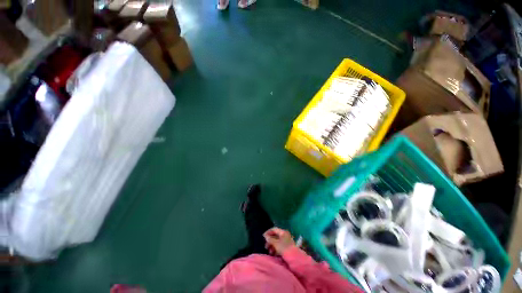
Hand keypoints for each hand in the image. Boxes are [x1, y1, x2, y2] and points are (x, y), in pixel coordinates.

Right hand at [263, 227, 295, 255]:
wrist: (294, 257)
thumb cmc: (284, 248)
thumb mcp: (276, 244)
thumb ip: (270, 239)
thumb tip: (265, 236)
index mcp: (283, 232)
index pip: (274, 229)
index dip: (268, 232)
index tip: (263, 237)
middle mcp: (284, 235)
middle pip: (275, 236)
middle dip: (270, 241)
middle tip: (266, 247)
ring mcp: (286, 241)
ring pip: (277, 241)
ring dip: (272, 246)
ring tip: (269, 252)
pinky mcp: (287, 247)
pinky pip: (279, 246)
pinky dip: (275, 248)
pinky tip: (273, 253)